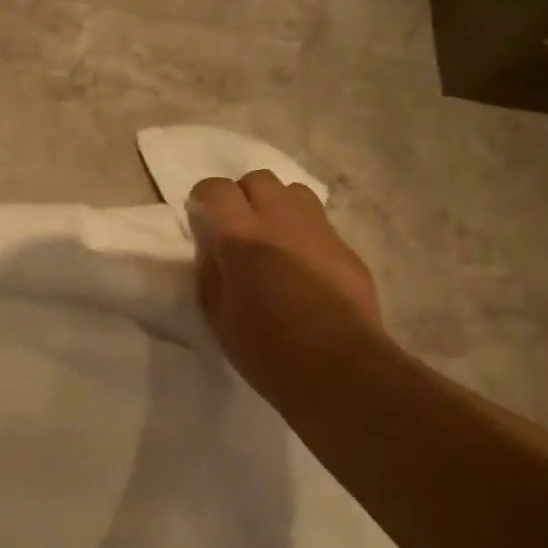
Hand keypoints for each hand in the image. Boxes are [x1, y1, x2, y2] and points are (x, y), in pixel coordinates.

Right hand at [188, 170, 388, 408]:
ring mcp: (319, 230)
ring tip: (271, 239)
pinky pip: (318, 222)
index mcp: (241, 236)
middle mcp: (281, 220)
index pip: (215, 189)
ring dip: (276, 206)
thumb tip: (213, 246)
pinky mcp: (345, 247)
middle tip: (237, 231)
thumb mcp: (217, 314)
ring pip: (293, 191)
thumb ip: (211, 270)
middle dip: (242, 197)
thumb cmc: (265, 348)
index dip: (203, 201)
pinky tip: (301, 266)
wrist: (336, 367)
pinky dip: (302, 232)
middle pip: (258, 179)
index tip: (202, 223)